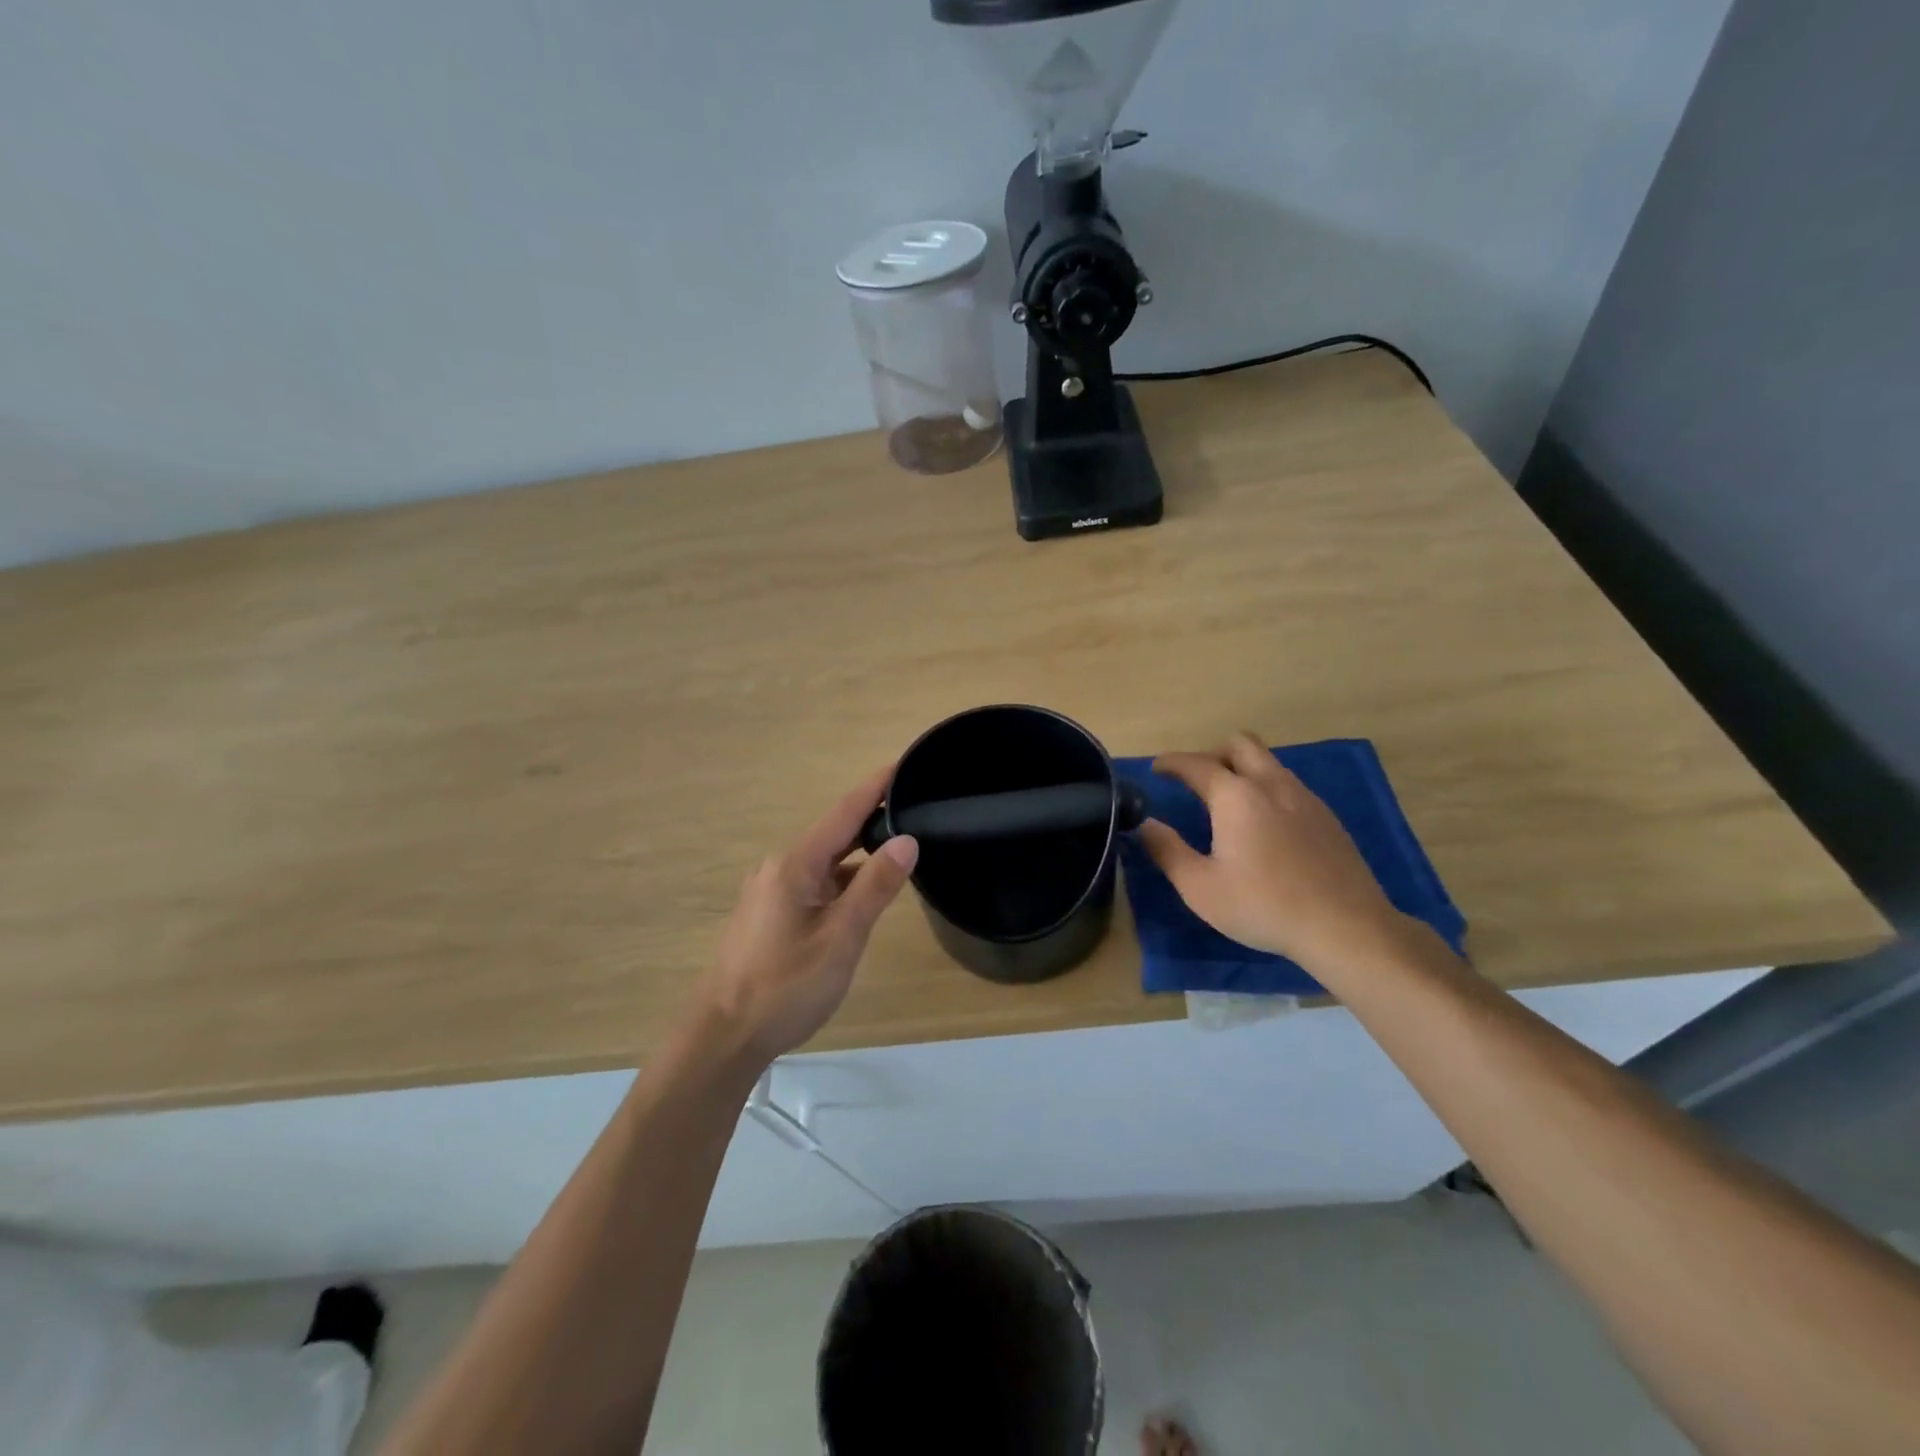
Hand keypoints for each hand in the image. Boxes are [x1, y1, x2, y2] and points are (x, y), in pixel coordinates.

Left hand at [693, 765, 918, 1065]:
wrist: (722, 1037)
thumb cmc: (785, 987)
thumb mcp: (841, 938)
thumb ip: (875, 887)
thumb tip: (907, 840)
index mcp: (795, 866)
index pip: (843, 813)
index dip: (875, 788)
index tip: (903, 764)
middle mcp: (779, 869)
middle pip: (834, 834)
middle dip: (872, 819)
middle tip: (914, 807)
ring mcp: (771, 893)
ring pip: (824, 863)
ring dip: (858, 854)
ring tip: (899, 848)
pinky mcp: (769, 916)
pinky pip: (814, 884)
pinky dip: (842, 881)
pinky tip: (863, 894)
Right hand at [1139, 731, 1408, 975]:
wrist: (1345, 927)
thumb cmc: (1263, 906)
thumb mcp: (1200, 887)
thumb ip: (1167, 850)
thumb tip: (1145, 824)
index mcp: (1235, 797)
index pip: (1196, 764)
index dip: (1171, 763)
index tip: (1157, 769)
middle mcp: (1271, 784)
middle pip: (1240, 744)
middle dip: (1212, 753)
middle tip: (1196, 780)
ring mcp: (1304, 797)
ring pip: (1268, 762)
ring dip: (1242, 769)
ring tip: (1227, 802)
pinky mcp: (1327, 817)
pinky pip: (1288, 785)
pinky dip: (1266, 789)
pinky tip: (1264, 825)